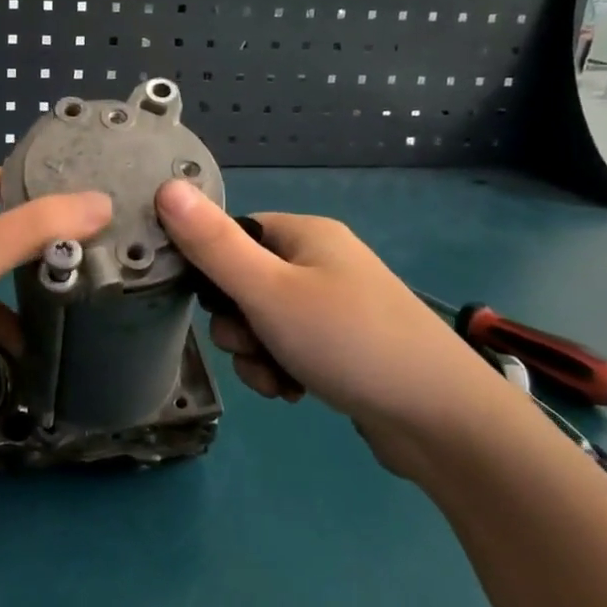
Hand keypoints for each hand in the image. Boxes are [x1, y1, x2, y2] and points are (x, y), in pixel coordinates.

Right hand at [155, 179, 515, 477]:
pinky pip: (290, 349)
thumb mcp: (267, 291)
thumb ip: (212, 245)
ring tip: (280, 380)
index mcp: (306, 234)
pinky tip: (296, 393)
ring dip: (257, 355)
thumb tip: (166, 186)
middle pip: (245, 285)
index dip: (213, 270)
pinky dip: (282, 370)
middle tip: (256, 346)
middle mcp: (322, 263)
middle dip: (238, 326)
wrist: (441, 420)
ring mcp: (336, 307)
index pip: (234, 235)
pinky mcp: (345, 347)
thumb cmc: (348, 341)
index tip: (215, 305)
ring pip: (264, 324)